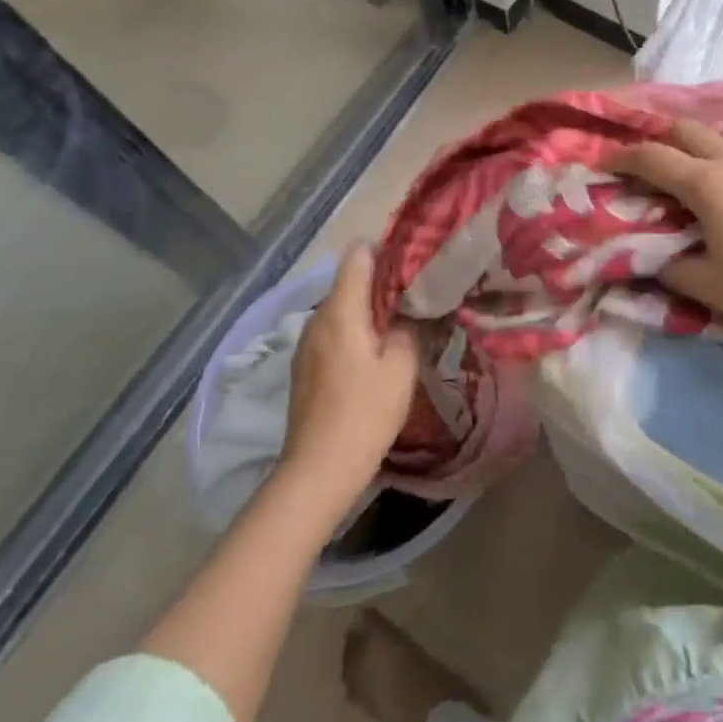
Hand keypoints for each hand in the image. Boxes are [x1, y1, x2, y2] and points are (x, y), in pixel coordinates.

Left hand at [280, 246, 419, 496]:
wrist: (318, 471)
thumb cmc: (365, 413)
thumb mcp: (401, 367)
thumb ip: (407, 327)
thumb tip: (409, 310)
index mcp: (341, 310)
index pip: (358, 255)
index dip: (386, 250)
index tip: (414, 261)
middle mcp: (317, 318)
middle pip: (349, 281)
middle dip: (382, 282)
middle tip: (418, 293)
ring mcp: (306, 344)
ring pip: (342, 308)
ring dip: (368, 310)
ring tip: (401, 323)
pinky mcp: (305, 367)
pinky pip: (333, 332)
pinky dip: (355, 331)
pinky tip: (376, 353)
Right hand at [611, 119, 722, 341]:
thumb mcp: (707, 285)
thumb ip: (671, 267)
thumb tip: (654, 256)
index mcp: (707, 184)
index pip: (653, 158)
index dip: (624, 155)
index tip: (605, 158)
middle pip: (687, 130)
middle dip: (659, 136)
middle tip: (644, 155)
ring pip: (722, 133)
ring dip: (699, 140)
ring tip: (690, 162)